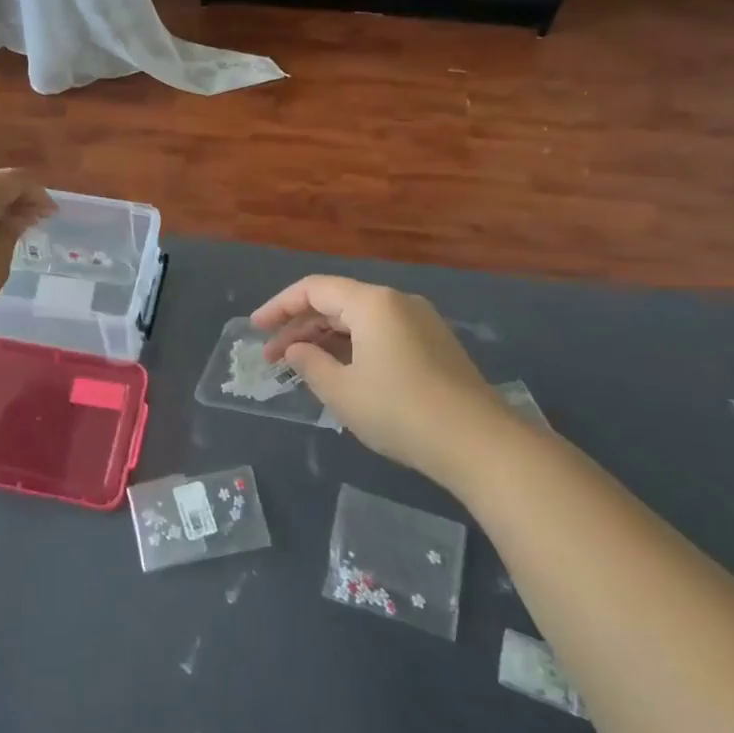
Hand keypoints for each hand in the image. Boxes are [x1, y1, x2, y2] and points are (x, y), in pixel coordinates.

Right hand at [251, 276, 529, 485]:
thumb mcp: (342, 391)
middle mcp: (397, 302)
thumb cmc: (400, 411)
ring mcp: (420, 322)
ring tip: (300, 365)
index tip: (255, 329)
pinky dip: (352, 346)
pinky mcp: (433, 345)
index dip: (279, 306)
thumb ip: (309, 364)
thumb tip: (296, 350)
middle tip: (272, 356)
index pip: (314, 289)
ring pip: (359, 319)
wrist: (478, 443)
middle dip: (300, 326)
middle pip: (336, 302)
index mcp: (372, 303)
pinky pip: (380, 333)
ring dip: (325, 338)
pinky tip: (339, 371)